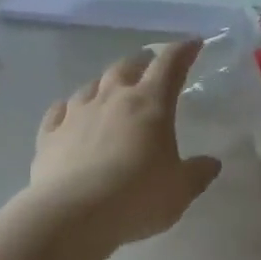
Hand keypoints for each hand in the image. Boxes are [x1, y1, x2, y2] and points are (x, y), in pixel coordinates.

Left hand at [28, 41, 221, 245]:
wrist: (70, 216)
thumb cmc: (136, 197)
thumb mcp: (180, 191)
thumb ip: (197, 173)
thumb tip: (211, 163)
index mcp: (150, 104)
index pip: (170, 65)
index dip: (183, 51)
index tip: (192, 43)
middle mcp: (112, 99)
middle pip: (126, 67)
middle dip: (141, 62)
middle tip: (149, 65)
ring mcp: (76, 114)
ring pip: (91, 86)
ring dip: (104, 84)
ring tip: (110, 90)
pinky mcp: (49, 136)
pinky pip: (58, 112)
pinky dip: (67, 109)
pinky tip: (68, 114)